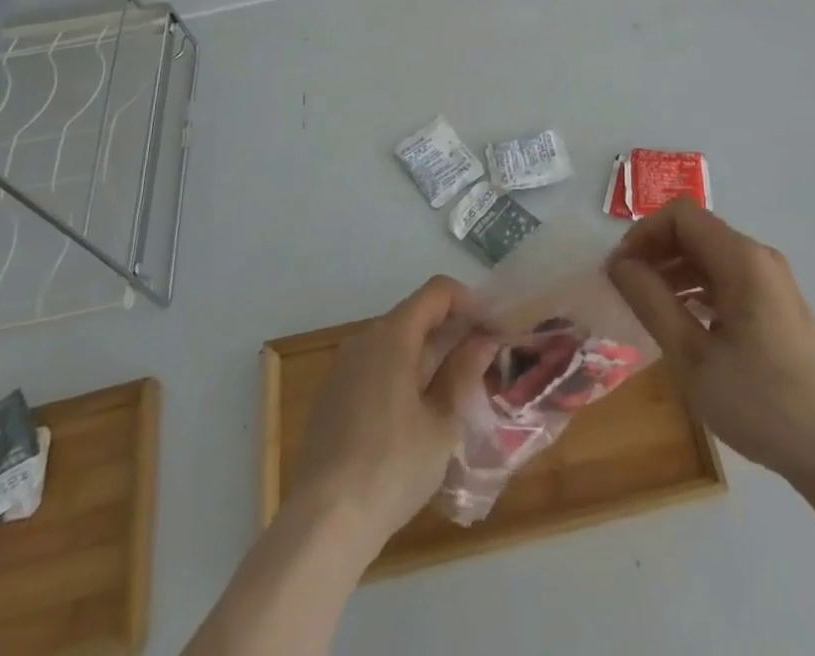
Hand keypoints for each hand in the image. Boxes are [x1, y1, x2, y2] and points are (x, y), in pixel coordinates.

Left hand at [290, 276, 497, 546]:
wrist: (323, 523)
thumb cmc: (393, 467)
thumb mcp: (443, 422)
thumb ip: (464, 372)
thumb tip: (483, 339)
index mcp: (393, 335)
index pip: (437, 291)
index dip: (469, 301)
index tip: (491, 328)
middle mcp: (364, 338)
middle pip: (415, 314)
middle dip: (450, 330)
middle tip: (480, 361)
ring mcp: (343, 366)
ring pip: (395, 341)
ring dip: (427, 353)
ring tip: (452, 389)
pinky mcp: (331, 394)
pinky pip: (374, 365)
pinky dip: (401, 372)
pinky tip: (414, 413)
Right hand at [607, 202, 814, 491]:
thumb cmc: (760, 402)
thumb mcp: (692, 356)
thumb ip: (651, 301)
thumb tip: (619, 264)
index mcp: (742, 259)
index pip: (681, 216)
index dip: (644, 234)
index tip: (620, 271)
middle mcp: (760, 257)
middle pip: (696, 232)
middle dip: (656, 252)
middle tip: (626, 289)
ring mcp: (773, 281)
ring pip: (711, 256)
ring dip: (675, 271)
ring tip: (647, 307)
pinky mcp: (778, 306)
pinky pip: (728, 279)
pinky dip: (698, 289)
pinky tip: (682, 322)